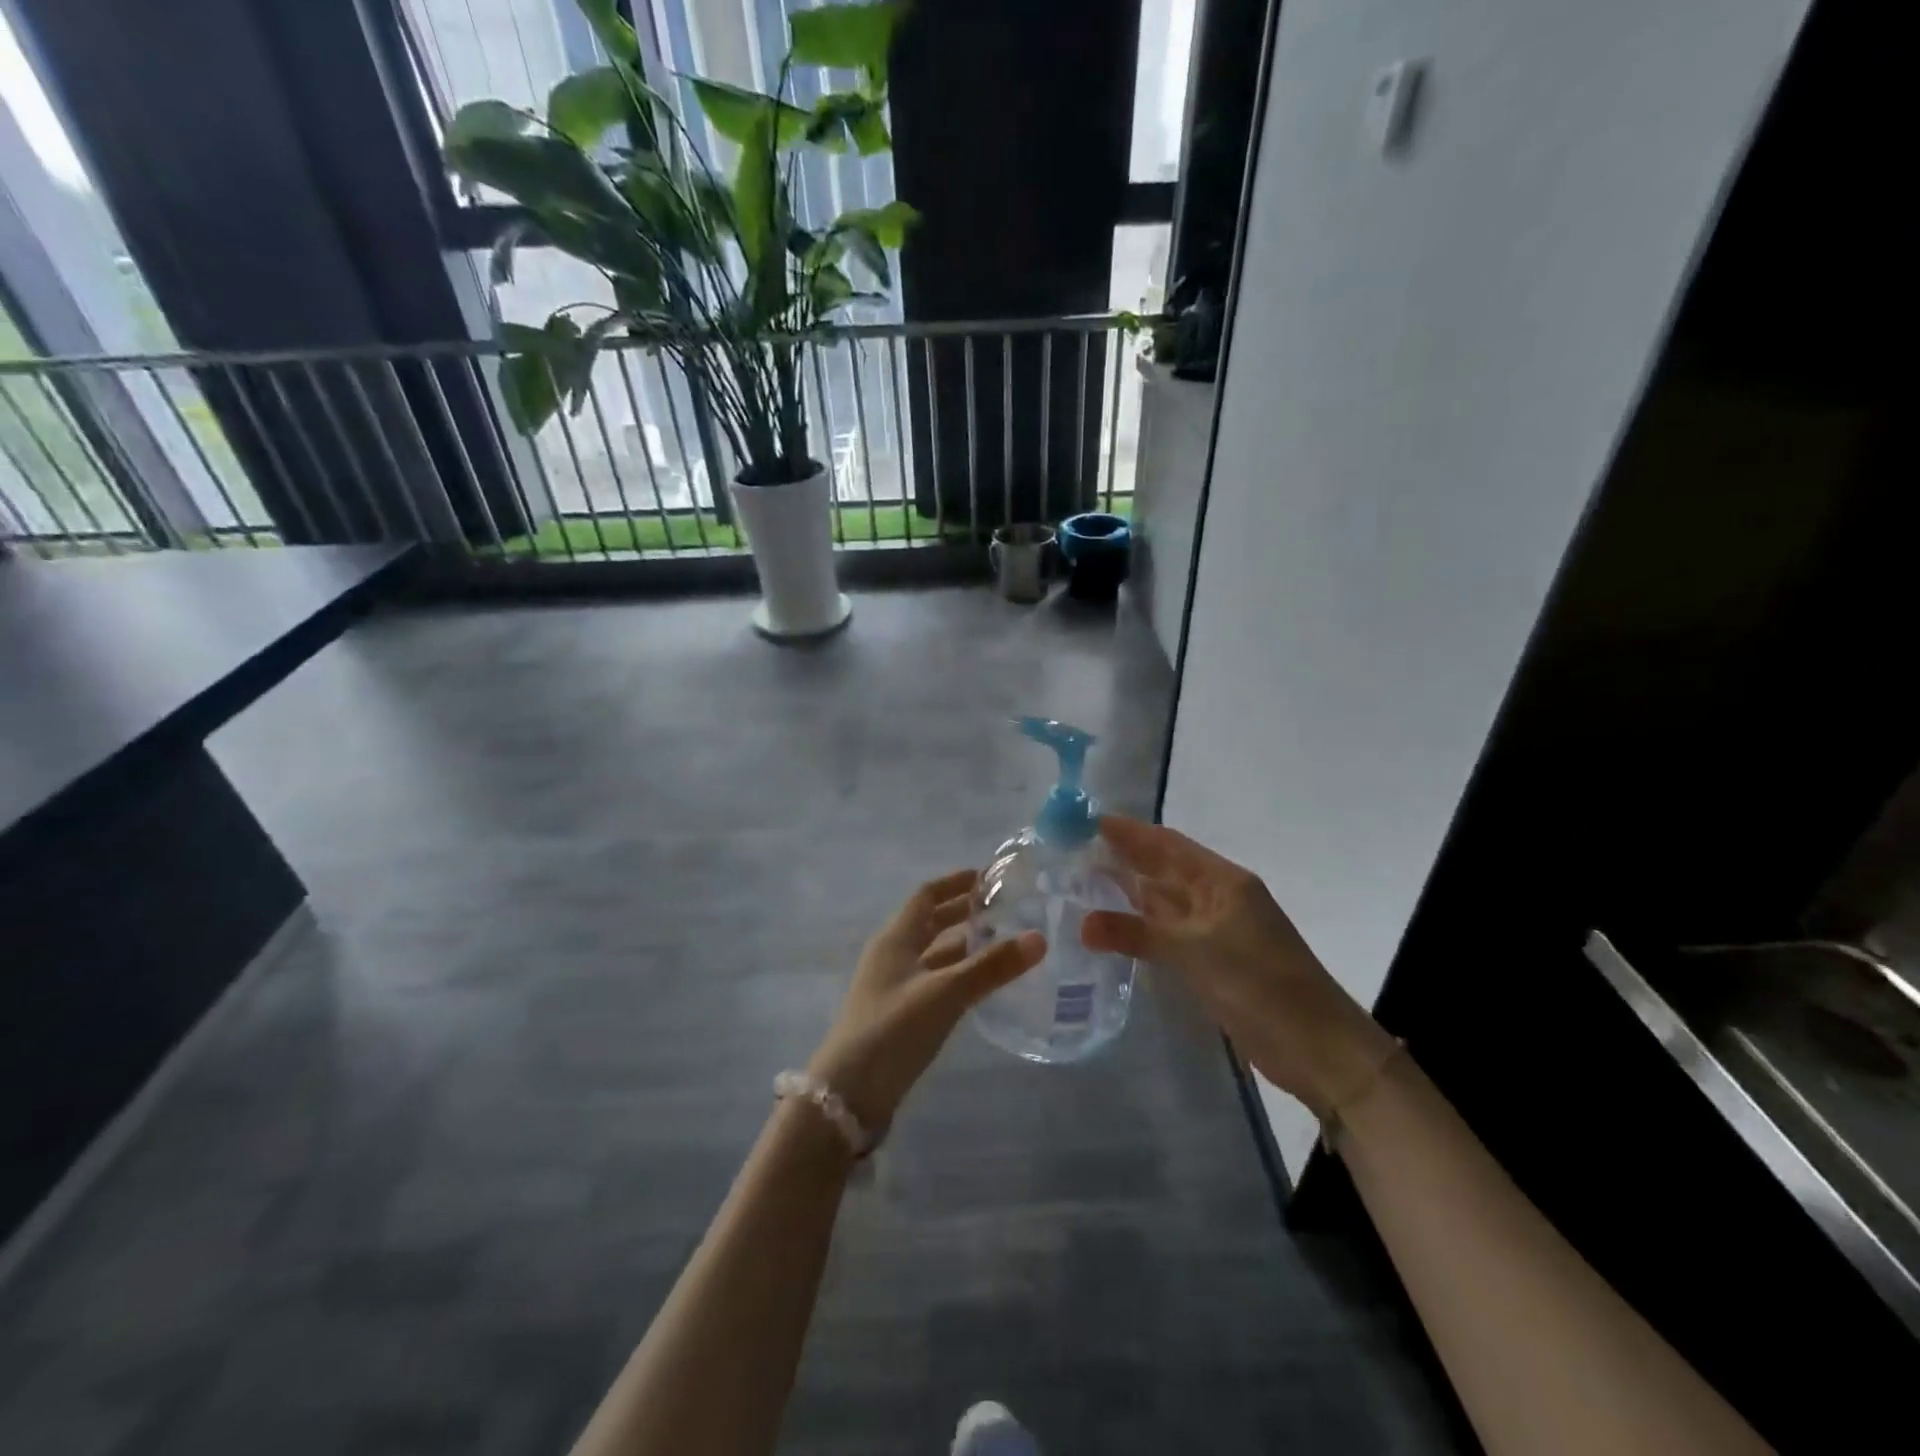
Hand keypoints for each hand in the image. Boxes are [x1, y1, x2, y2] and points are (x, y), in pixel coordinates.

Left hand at [808, 869, 1045, 1134]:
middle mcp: (892, 956)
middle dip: (962, 912)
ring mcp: (894, 987)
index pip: (926, 895)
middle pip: (929, 923)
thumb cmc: (894, 1029)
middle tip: (1003, 908)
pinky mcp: (900, 1016)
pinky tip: (982, 985)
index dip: (955, 882)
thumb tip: (1039, 937)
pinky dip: (958, 974)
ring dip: (962, 945)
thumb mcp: (945, 993)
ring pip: (933, 954)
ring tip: (1002, 942)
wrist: (849, 1094)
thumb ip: (991, 967)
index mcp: (895, 938)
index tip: (988, 876)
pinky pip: (934, 981)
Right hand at [1081, 817, 1396, 1116]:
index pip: (1168, 845)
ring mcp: (1217, 931)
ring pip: (1165, 903)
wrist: (1316, 1046)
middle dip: (1124, 858)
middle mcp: (1218, 898)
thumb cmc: (1259, 983)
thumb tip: (1082, 923)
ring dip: (1130, 892)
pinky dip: (1141, 928)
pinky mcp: (1213, 962)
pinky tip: (1114, 927)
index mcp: (1222, 881)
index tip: (1087, 821)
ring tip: (1083, 882)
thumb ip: (1137, 933)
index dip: (1129, 832)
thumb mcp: (1195, 952)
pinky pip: (1169, 934)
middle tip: (1074, 850)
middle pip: (1165, 870)